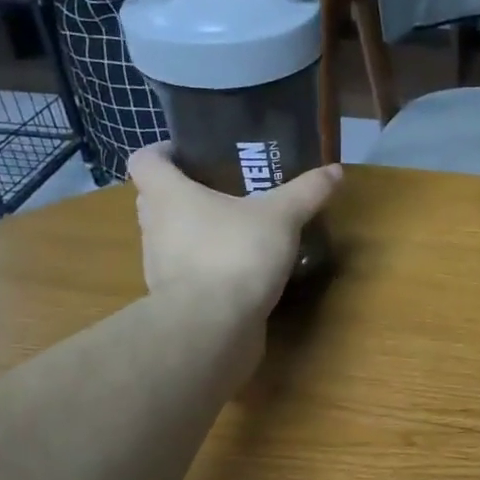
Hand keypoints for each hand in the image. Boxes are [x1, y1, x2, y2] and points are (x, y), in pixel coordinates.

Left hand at [126, 145, 341, 315]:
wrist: (213, 327)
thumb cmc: (236, 255)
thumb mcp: (282, 217)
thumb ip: (307, 192)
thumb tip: (335, 170)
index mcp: (168, 195)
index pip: (145, 161)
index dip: (163, 152)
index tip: (189, 153)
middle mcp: (154, 227)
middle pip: (156, 198)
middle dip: (184, 192)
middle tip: (222, 188)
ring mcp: (160, 266)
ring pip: (171, 236)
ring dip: (195, 230)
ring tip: (236, 229)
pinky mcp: (175, 299)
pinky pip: (187, 271)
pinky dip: (206, 265)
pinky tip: (240, 269)